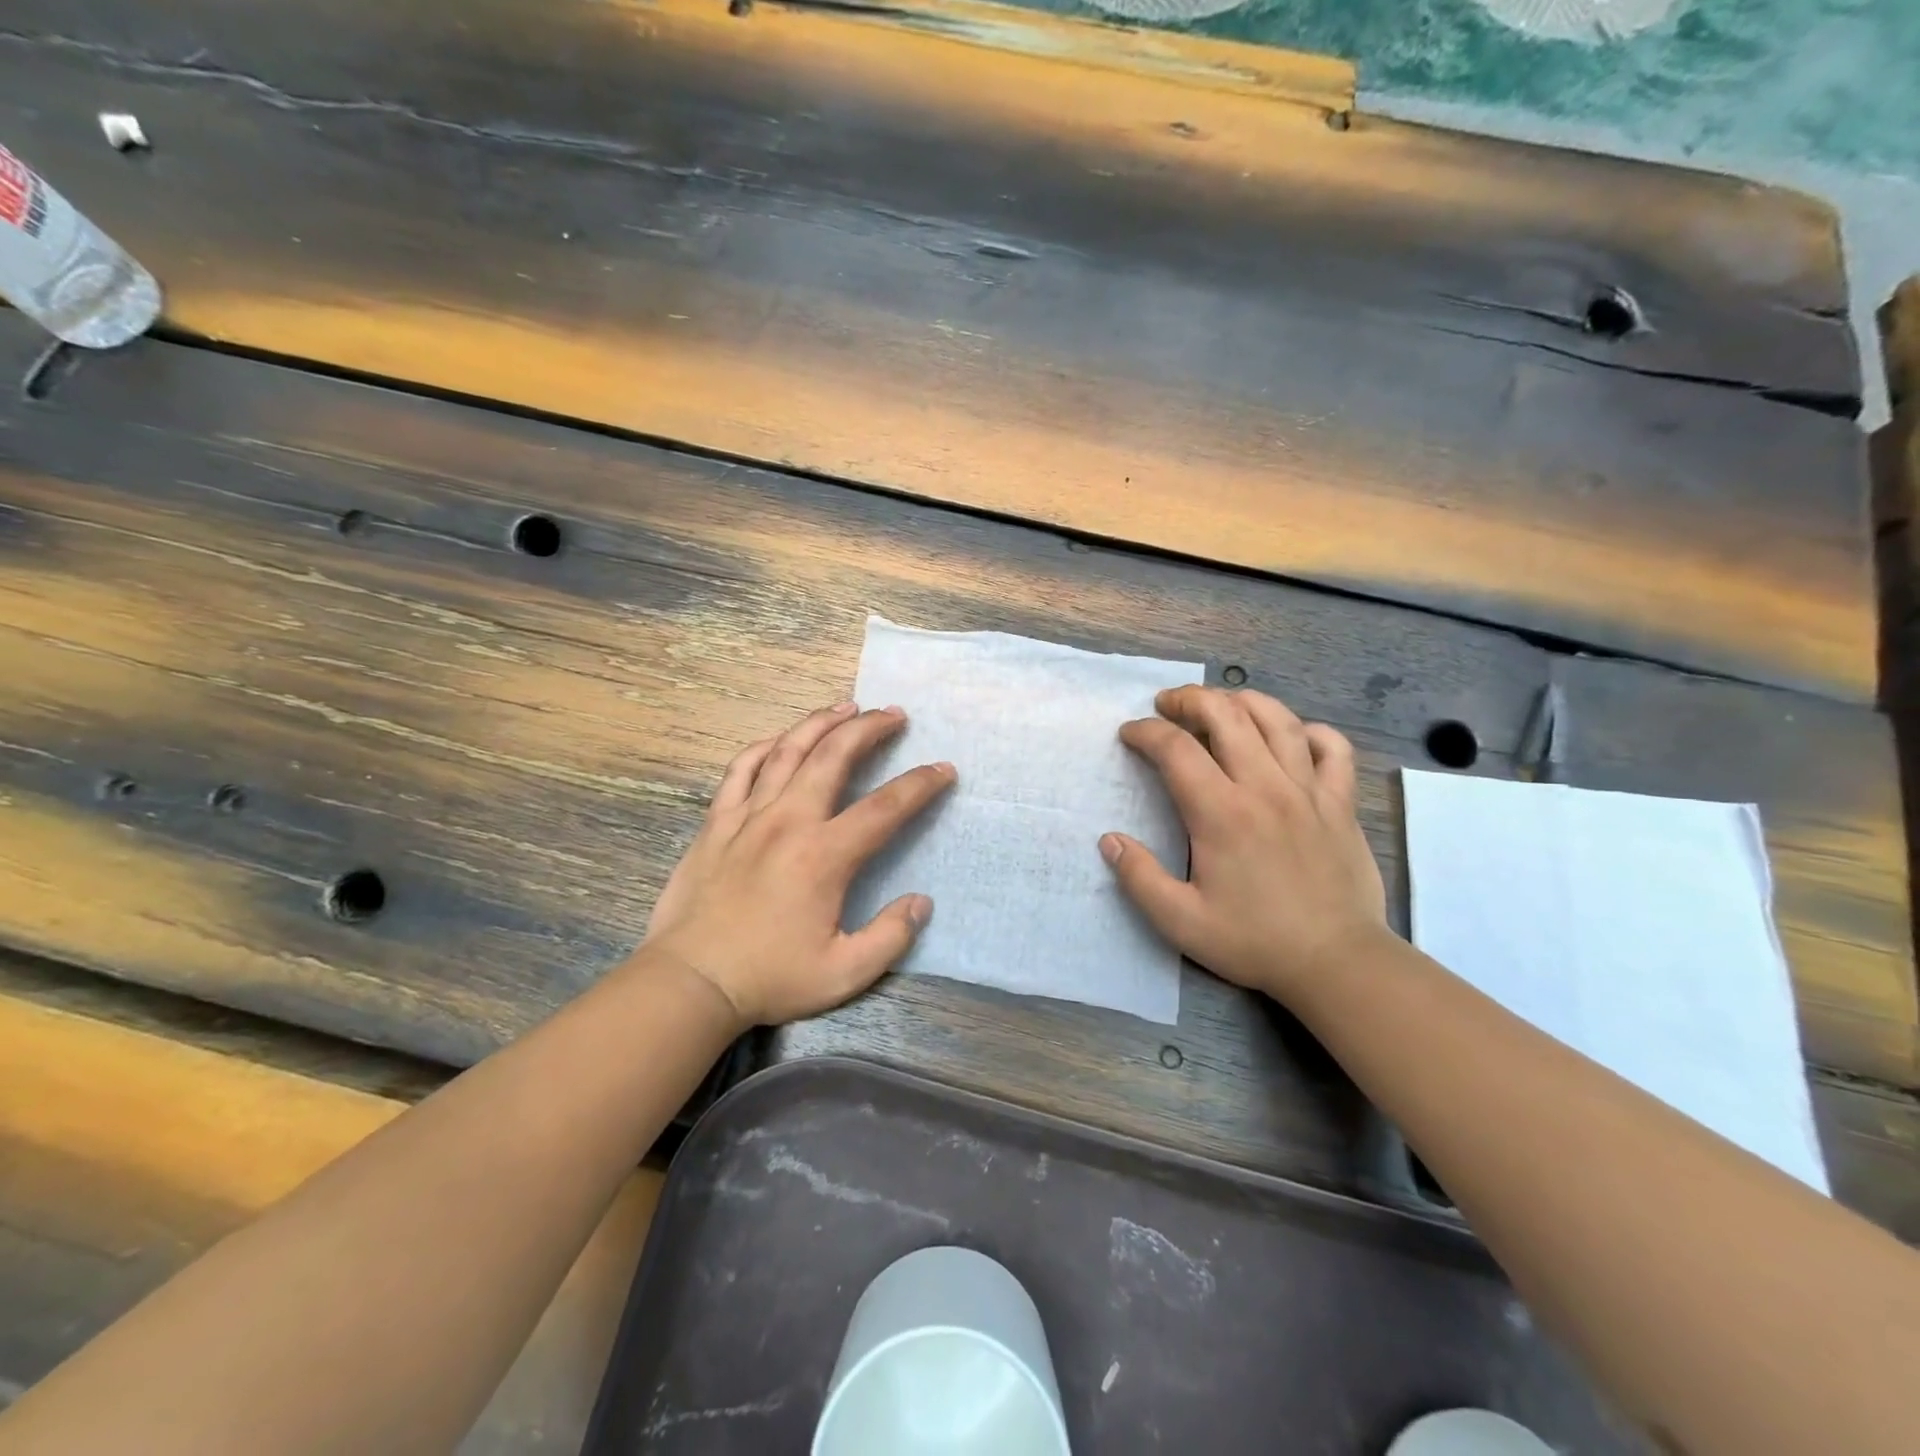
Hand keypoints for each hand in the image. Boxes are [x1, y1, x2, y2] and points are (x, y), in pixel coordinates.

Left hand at [641, 702, 955, 1026]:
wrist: (689, 981)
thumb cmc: (768, 978)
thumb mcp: (844, 973)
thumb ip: (890, 937)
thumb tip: (921, 902)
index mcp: (824, 855)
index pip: (885, 807)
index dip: (920, 785)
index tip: (943, 769)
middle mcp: (789, 821)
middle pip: (834, 756)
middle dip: (869, 728)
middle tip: (893, 714)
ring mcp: (748, 816)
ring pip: (787, 750)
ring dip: (821, 723)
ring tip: (846, 706)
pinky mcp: (717, 822)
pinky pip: (741, 769)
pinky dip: (764, 746)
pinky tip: (780, 738)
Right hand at [1101, 685, 1386, 1002]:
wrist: (1338, 963)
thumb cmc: (1255, 941)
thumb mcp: (1180, 921)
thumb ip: (1139, 877)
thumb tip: (1109, 840)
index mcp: (1220, 813)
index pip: (1175, 749)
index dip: (1145, 732)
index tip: (1129, 734)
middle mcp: (1264, 788)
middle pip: (1226, 715)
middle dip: (1189, 700)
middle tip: (1167, 705)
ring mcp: (1309, 791)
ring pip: (1278, 720)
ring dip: (1242, 701)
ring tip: (1220, 704)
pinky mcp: (1341, 803)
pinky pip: (1333, 749)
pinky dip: (1311, 731)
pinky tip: (1293, 736)